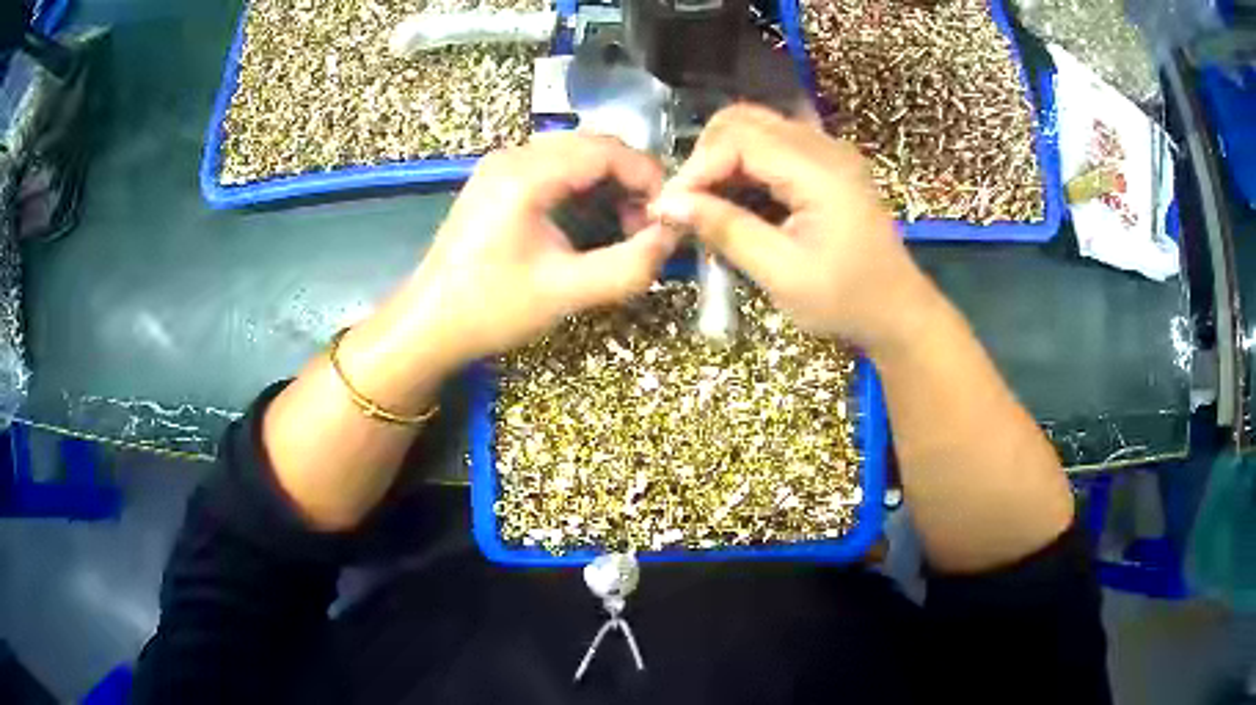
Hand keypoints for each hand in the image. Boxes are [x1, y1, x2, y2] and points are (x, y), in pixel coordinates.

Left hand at [398, 133, 678, 370]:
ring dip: (608, 182)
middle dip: (630, 179)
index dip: (647, 176)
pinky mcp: (496, 181)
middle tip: (648, 225)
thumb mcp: (567, 292)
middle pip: (592, 145)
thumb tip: (671, 238)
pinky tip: (592, 220)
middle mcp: (512, 156)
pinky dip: (583, 186)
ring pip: (574, 154)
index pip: (606, 150)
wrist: (428, 324)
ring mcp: (500, 165)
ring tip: (625, 227)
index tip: (669, 214)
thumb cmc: (491, 309)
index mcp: (525, 175)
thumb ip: (629, 265)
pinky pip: (554, 167)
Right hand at [651, 104, 931, 350]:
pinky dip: (746, 166)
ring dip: (724, 159)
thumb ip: (727, 230)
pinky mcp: (827, 164)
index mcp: (819, 170)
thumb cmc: (846, 301)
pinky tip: (738, 201)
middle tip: (689, 202)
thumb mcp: (782, 274)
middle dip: (706, 155)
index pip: (739, 139)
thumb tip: (669, 204)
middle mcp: (825, 147)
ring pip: (757, 127)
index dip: (697, 167)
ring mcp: (829, 151)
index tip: (670, 207)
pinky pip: (774, 146)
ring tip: (707, 204)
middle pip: (745, 119)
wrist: (898, 311)